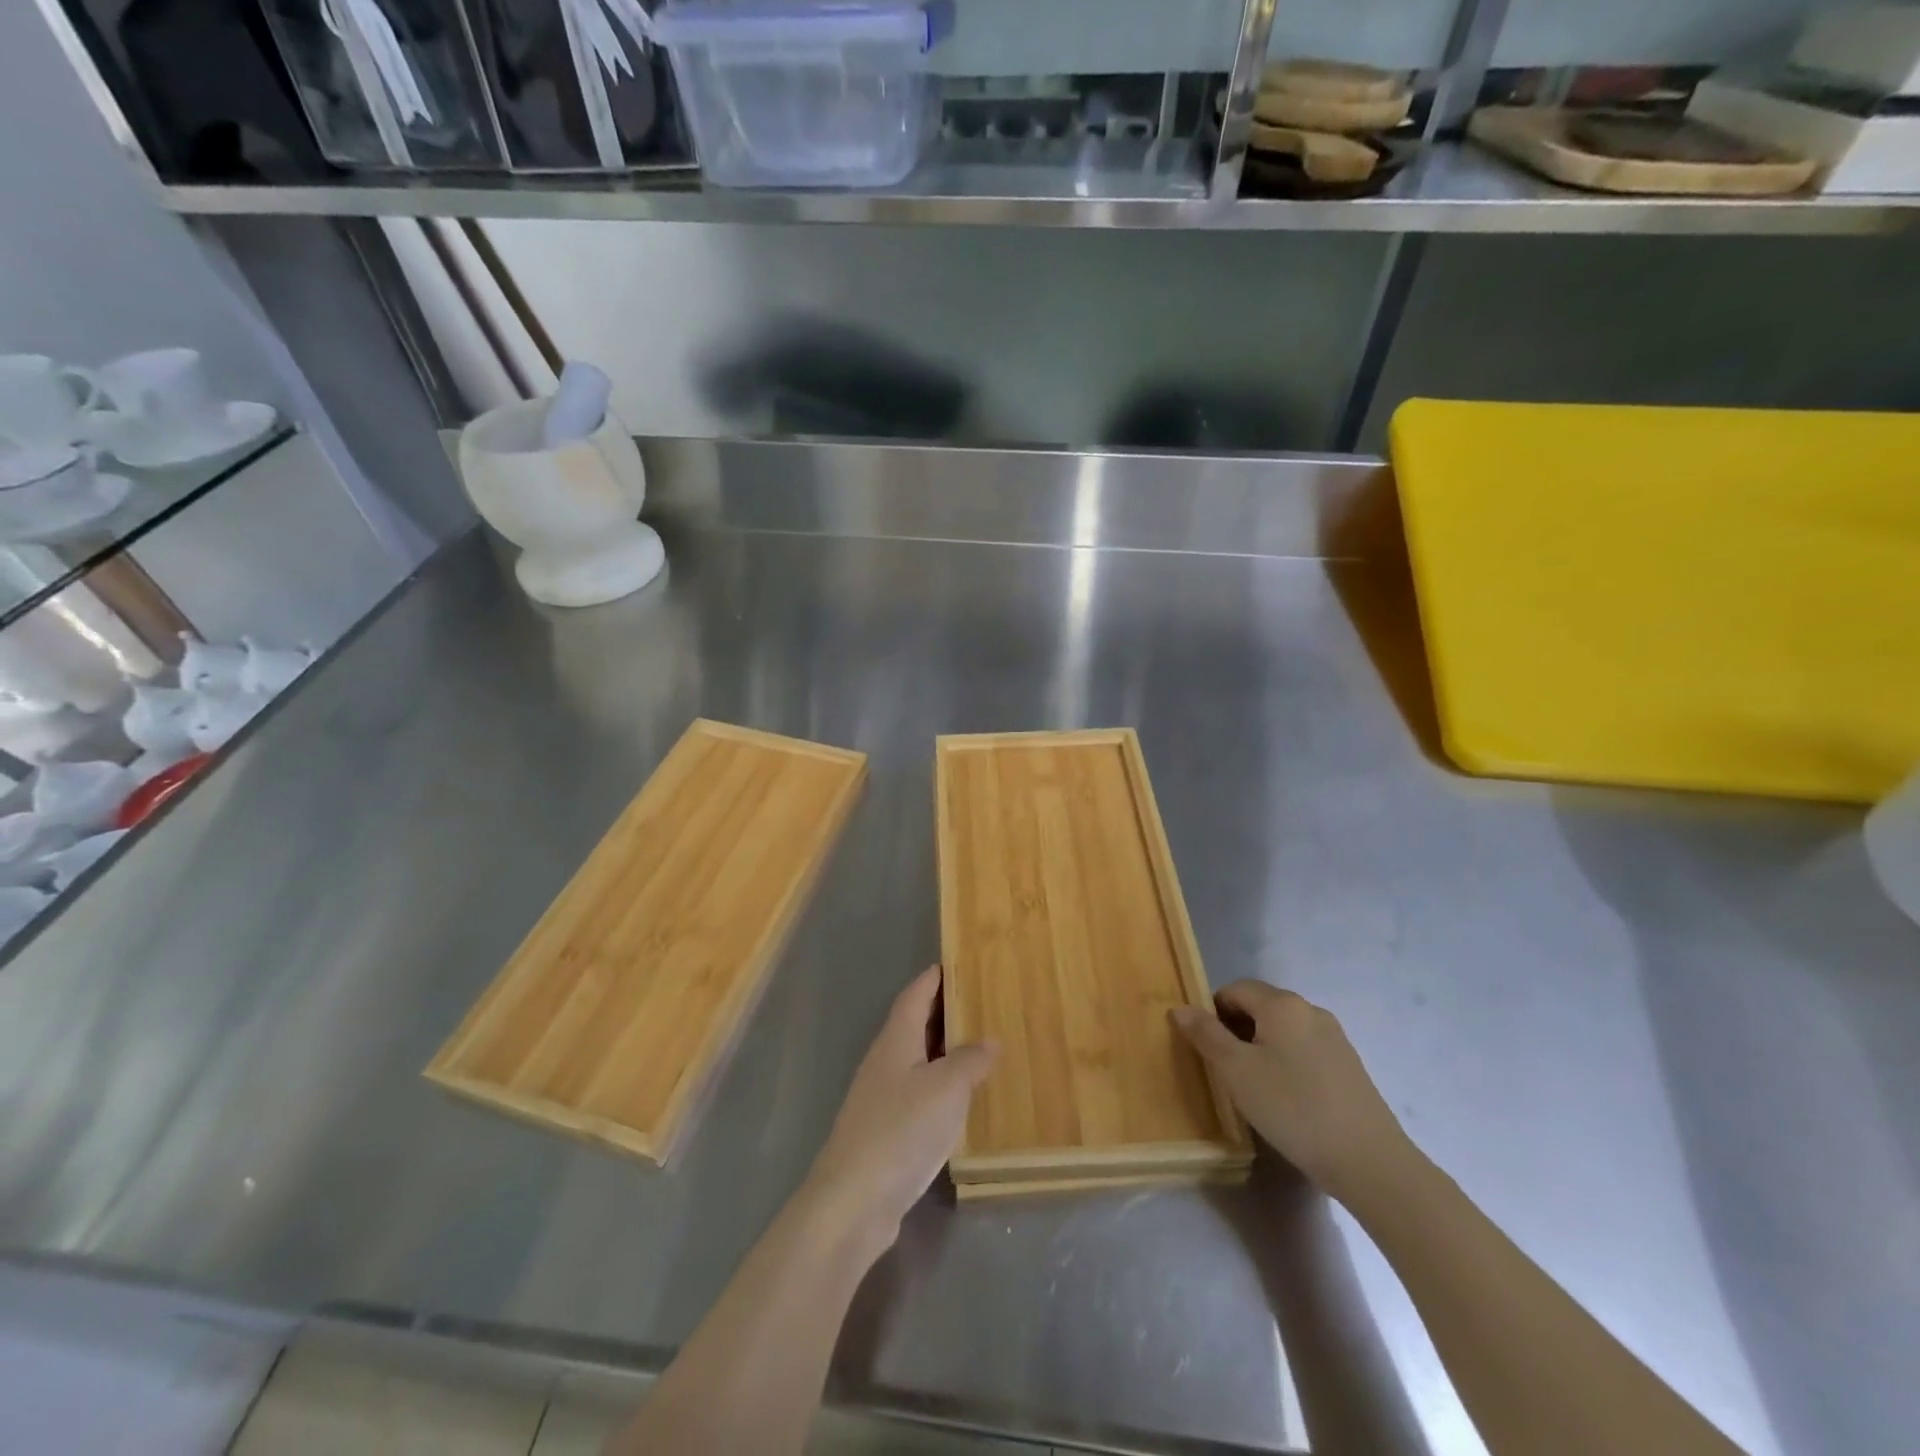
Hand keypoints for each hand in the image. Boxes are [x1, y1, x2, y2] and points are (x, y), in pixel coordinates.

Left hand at [804, 966, 995, 1251]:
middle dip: (942, 1013)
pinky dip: (938, 1088)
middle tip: (978, 1003)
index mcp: (895, 1041)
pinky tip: (958, 1102)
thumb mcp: (947, 1088)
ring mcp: (880, 1099)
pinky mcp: (884, 1133)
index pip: (914, 996)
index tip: (954, 963)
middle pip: (913, 1026)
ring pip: (916, 1062)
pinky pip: (916, 1095)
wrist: (853, 1202)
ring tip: (977, 1048)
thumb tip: (989, 1040)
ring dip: (942, 1053)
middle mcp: (884, 1062)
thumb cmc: (901, 1130)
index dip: (932, 979)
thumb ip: (970, 1061)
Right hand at [1172, 981, 1413, 1206]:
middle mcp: (1310, 1010)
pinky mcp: (1349, 1065)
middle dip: (1236, 1029)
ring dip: (1261, 1047)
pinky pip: (1305, 1050)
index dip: (1212, 1012)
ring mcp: (1335, 1038)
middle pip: (1260, 1006)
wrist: (1369, 1161)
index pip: (1234, 989)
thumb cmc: (1292, 1108)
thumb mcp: (1236, 1071)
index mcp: (1282, 1004)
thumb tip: (1180, 1008)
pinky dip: (1286, 1062)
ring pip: (1283, 1029)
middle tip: (1225, 1069)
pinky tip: (1287, 1099)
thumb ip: (1206, 1034)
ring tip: (1254, 1087)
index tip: (1206, 1048)